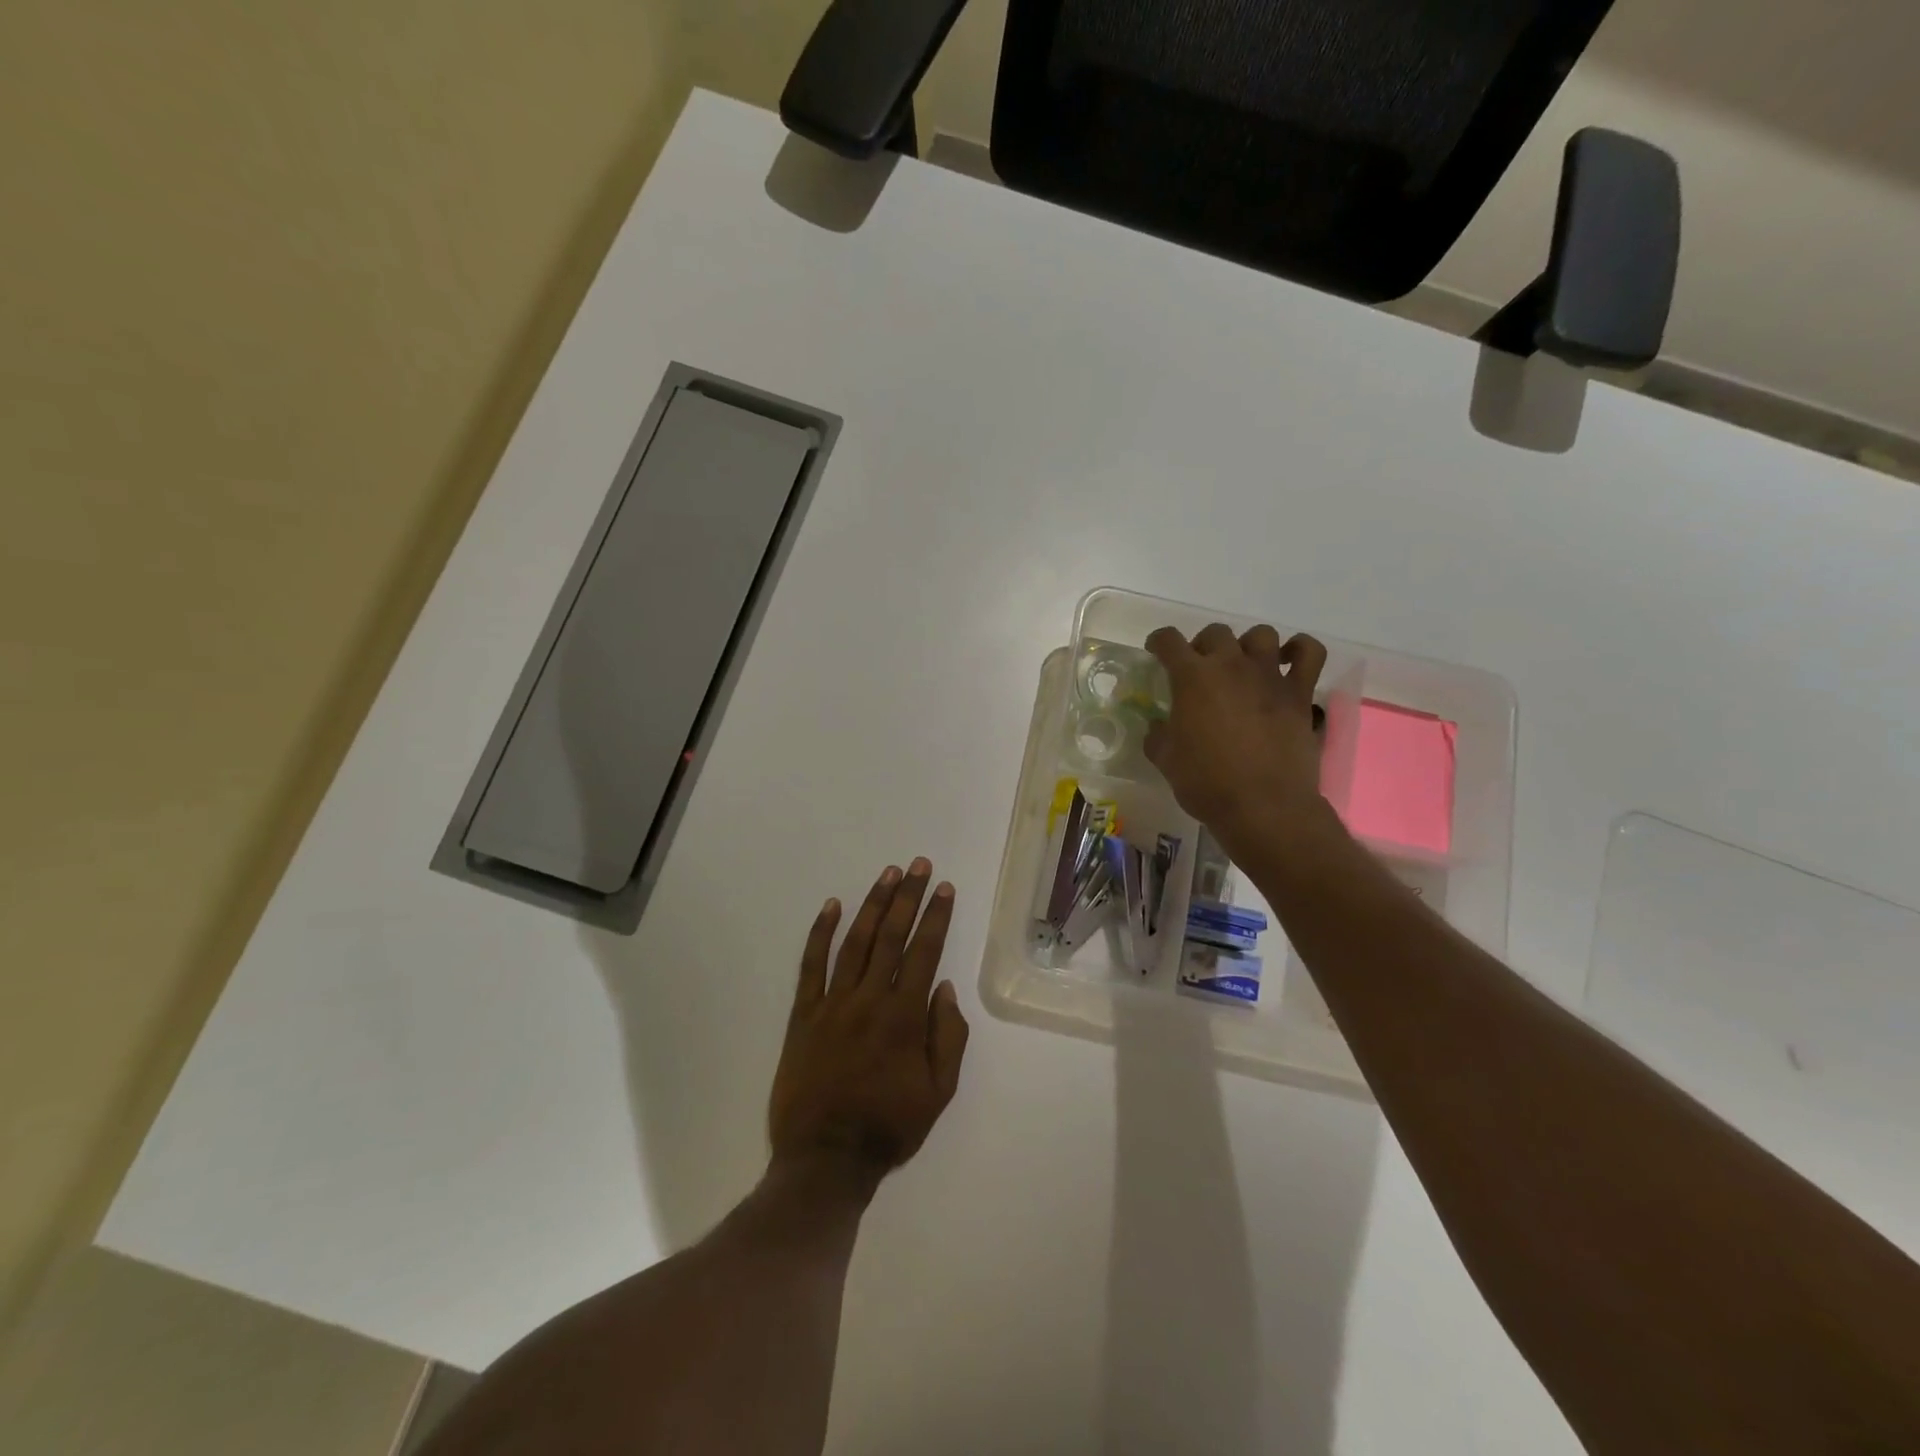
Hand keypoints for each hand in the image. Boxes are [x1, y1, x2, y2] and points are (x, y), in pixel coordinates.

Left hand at [769, 860, 969, 1191]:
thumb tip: (944, 987)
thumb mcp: (938, 1092)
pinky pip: (811, 965)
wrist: (825, 1159)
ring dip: (872, 904)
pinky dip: (821, 933)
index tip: (944, 889)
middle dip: (907, 896)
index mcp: (904, 1017)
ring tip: (887, 874)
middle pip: (891, 936)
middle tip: (918, 865)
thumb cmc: (888, 1126)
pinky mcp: (803, 1014)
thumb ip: (947, 1037)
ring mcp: (833, 1003)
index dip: (936, 917)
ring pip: (855, 942)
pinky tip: (832, 906)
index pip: (924, 952)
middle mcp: (869, 999)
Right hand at [1145, 624, 1329, 862]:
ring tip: (1243, 666)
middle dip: (1203, 646)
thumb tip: (1159, 727)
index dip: (1159, 642)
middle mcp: (1231, 665)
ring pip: (1261, 635)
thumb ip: (1158, 736)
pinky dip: (1300, 650)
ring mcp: (1269, 676)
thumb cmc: (1206, 783)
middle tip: (1200, 670)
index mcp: (1192, 678)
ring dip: (1248, 645)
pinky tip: (1288, 662)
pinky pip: (1310, 653)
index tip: (1157, 651)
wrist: (1262, 806)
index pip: (1169, 641)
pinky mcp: (1299, 693)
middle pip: (1216, 633)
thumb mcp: (1166, 760)